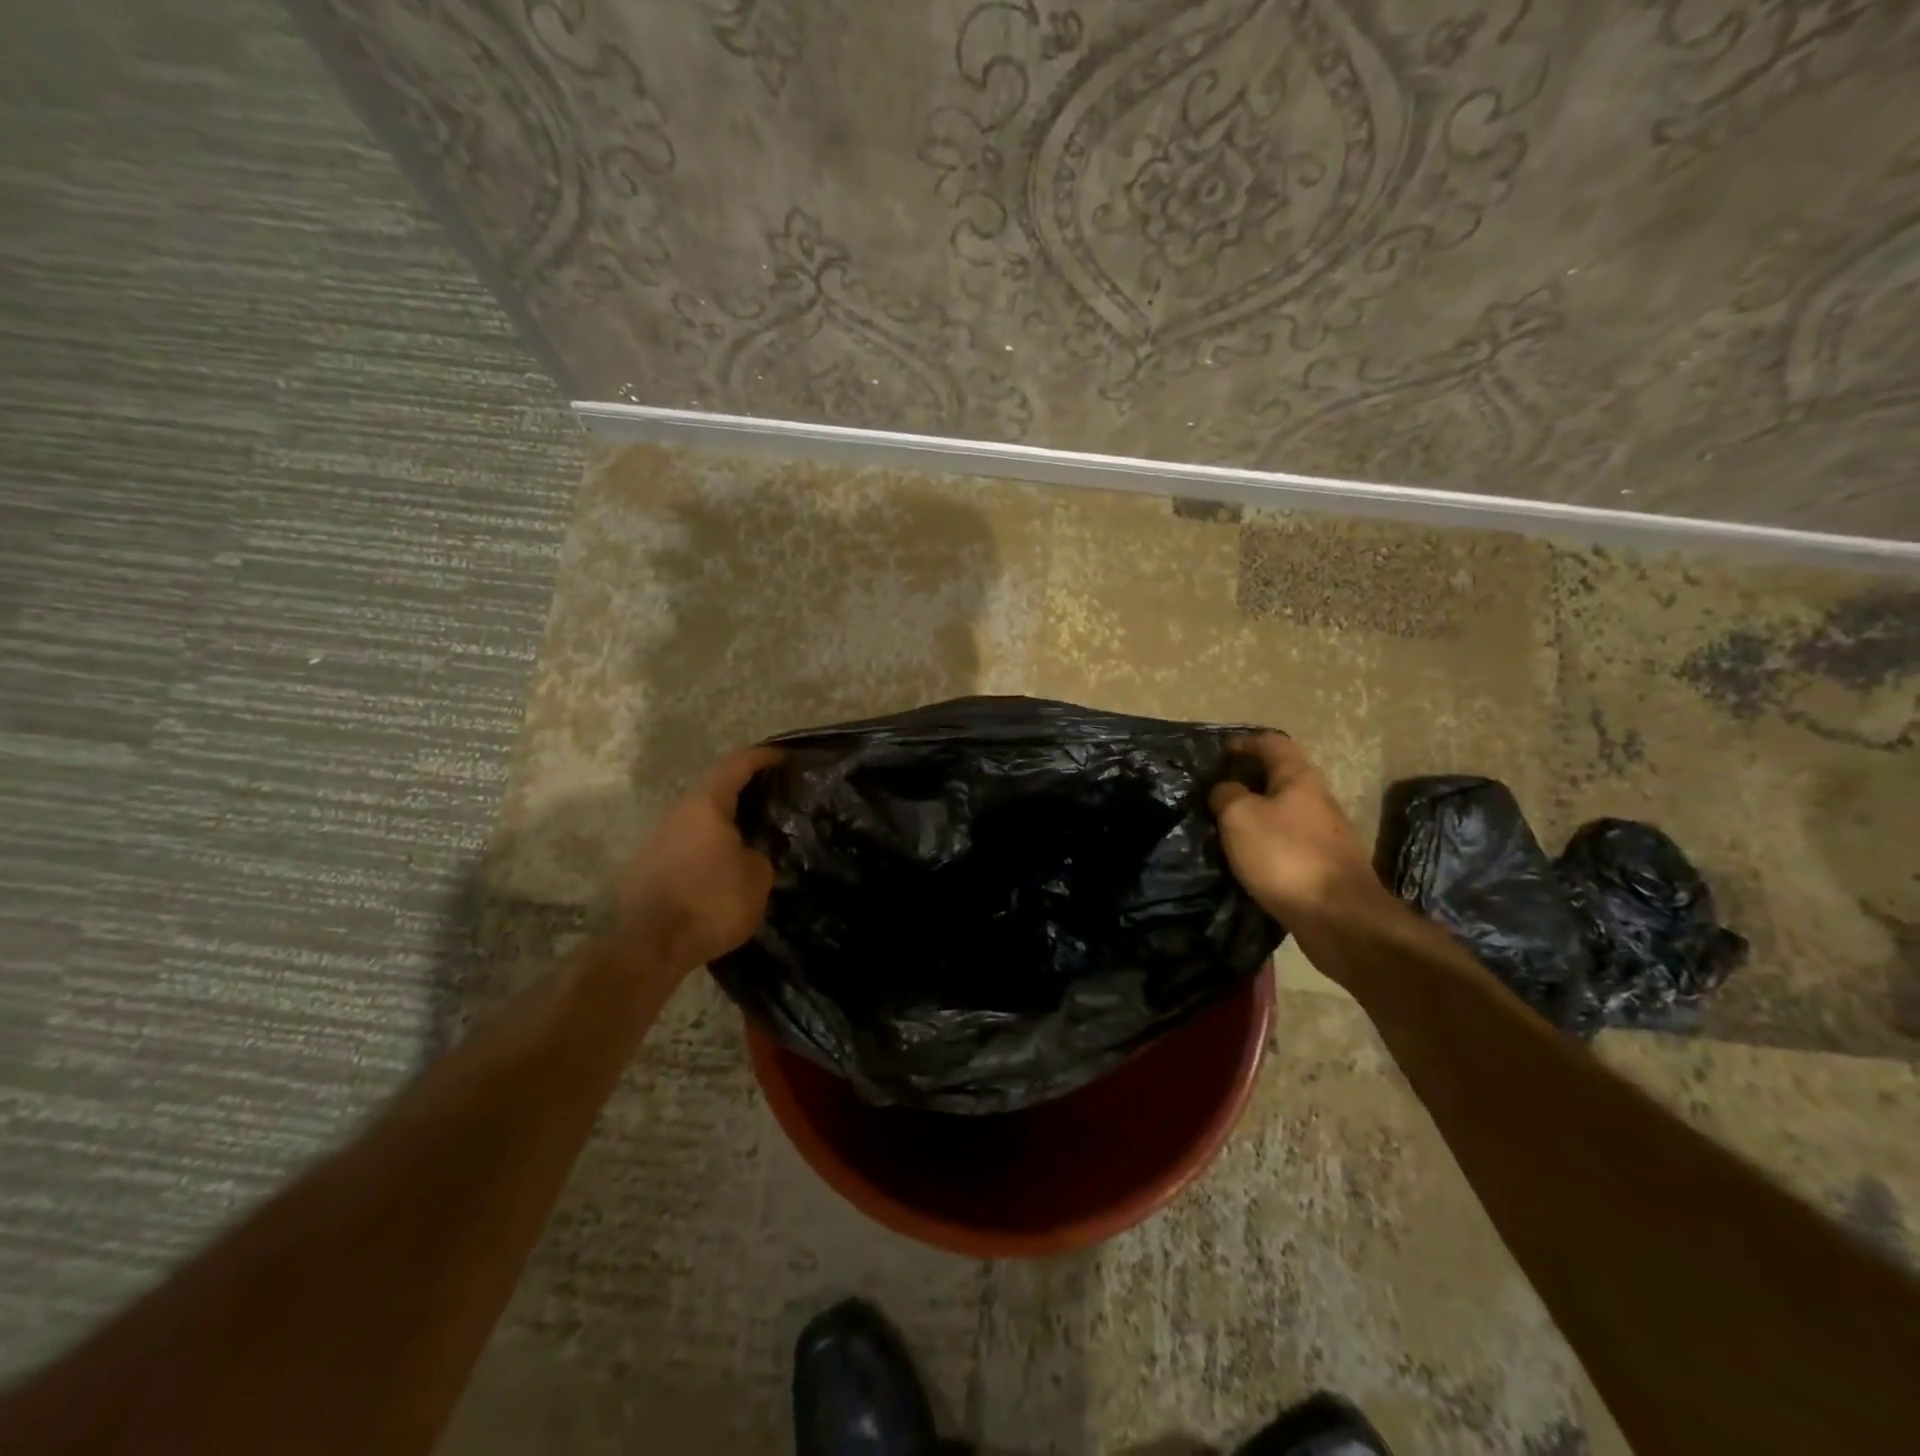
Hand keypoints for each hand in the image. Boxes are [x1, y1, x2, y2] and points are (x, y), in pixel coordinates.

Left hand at [617, 746, 781, 971]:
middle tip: (775, 801)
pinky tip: (725, 868)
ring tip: (753, 837)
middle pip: (715, 790)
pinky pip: (688, 846)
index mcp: (705, 804)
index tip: (787, 757)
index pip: (737, 763)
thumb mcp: (757, 876)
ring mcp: (657, 840)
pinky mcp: (648, 867)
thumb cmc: (711, 902)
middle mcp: (677, 813)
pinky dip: (710, 848)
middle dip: (745, 792)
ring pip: (699, 820)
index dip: (764, 756)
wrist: (650, 946)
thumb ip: (759, 854)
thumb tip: (749, 854)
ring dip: (726, 823)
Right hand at [1210, 733, 1383, 927]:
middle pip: (1280, 777)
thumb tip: (1225, 790)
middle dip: (1247, 780)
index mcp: (1299, 778)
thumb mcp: (1240, 816)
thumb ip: (1226, 794)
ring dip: (1255, 814)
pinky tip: (1245, 858)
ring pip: (1282, 812)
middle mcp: (1317, 800)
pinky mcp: (1323, 865)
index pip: (1272, 743)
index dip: (1245, 743)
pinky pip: (1287, 842)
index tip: (1220, 753)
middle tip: (1214, 793)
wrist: (1338, 917)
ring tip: (1223, 827)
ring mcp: (1324, 834)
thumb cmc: (1285, 855)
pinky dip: (1264, 843)